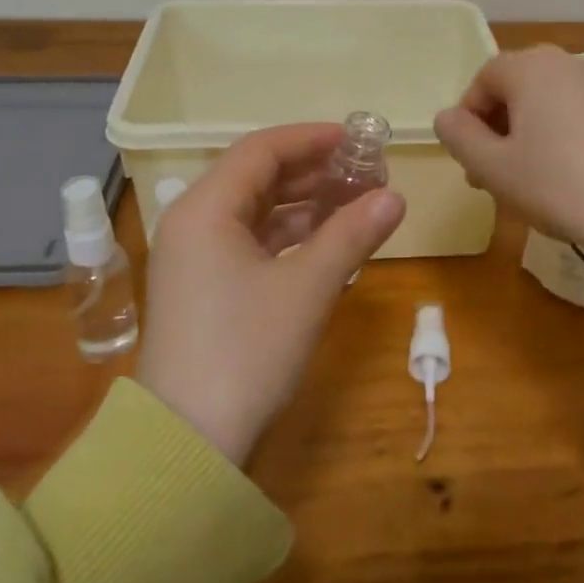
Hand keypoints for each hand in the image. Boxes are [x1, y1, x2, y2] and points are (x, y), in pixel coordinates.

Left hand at [136, 123, 405, 465]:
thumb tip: (395, 196)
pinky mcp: (203, 289)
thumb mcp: (308, 287)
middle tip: (364, 173)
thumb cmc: (247, 350)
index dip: (311, 139)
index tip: (356, 140)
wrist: (187, 443)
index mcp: (206, 209)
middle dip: (313, 172)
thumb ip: (352, 234)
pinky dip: (289, 238)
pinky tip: (328, 245)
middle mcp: (193, 223)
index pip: (261, 150)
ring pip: (256, 213)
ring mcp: (194, 258)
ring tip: (356, 205)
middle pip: (257, 177)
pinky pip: (250, 243)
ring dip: (304, 206)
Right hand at [434, 46, 583, 280]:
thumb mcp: (493, 167)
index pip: (482, 80)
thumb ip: (459, 137)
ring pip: (541, 104)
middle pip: (512, 89)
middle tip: (489, 177)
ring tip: (522, 183)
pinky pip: (570, 113)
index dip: (468, 120)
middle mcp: (564, 63)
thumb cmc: (558, 184)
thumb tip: (446, 117)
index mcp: (529, 67)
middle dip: (493, 130)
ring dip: (521, 137)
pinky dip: (553, 138)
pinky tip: (558, 178)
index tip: (470, 162)